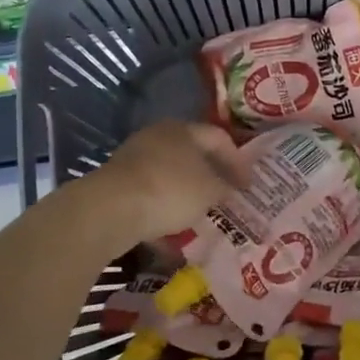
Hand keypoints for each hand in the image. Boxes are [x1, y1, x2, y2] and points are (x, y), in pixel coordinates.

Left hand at [89, 121, 241, 246]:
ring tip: (202, 216)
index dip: (238, 161)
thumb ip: (224, 187)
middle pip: (192, 154)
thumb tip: (227, 188)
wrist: (110, 209)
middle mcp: (157, 137)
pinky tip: (173, 231)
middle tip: (226, 197)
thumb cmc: (170, 190)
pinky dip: (165, 209)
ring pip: (170, 175)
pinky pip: (151, 194)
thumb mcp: (209, 191)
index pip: (219, 138)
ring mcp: (134, 159)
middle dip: (211, 176)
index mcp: (183, 129)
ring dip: (187, 194)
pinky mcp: (118, 183)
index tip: (248, 186)